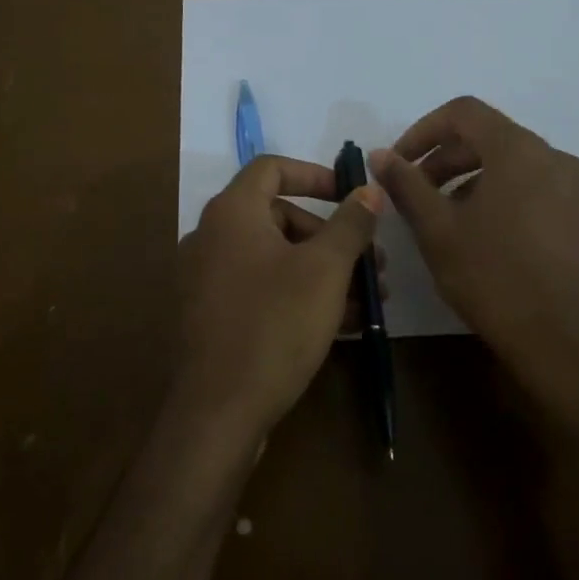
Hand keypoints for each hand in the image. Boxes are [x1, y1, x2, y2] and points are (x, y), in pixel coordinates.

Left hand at [176, 156, 384, 438]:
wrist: (218, 411)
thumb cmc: (275, 324)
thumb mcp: (325, 270)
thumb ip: (350, 224)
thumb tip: (369, 190)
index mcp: (231, 213)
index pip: (272, 168)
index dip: (315, 175)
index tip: (350, 197)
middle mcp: (211, 237)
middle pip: (279, 217)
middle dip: (330, 237)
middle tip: (371, 264)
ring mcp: (207, 278)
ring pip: (275, 258)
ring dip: (323, 272)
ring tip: (368, 301)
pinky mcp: (212, 315)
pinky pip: (261, 289)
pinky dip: (298, 295)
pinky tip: (341, 324)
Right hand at [370, 97, 578, 383]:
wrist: (568, 344)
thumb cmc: (495, 278)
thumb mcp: (438, 230)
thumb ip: (406, 185)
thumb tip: (381, 154)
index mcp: (519, 150)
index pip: (464, 112)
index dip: (422, 131)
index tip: (398, 163)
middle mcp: (553, 157)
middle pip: (488, 136)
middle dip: (443, 157)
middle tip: (413, 192)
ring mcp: (574, 187)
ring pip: (509, 163)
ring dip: (468, 177)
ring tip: (440, 216)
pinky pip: (531, 186)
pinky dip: (497, 194)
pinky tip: (478, 234)